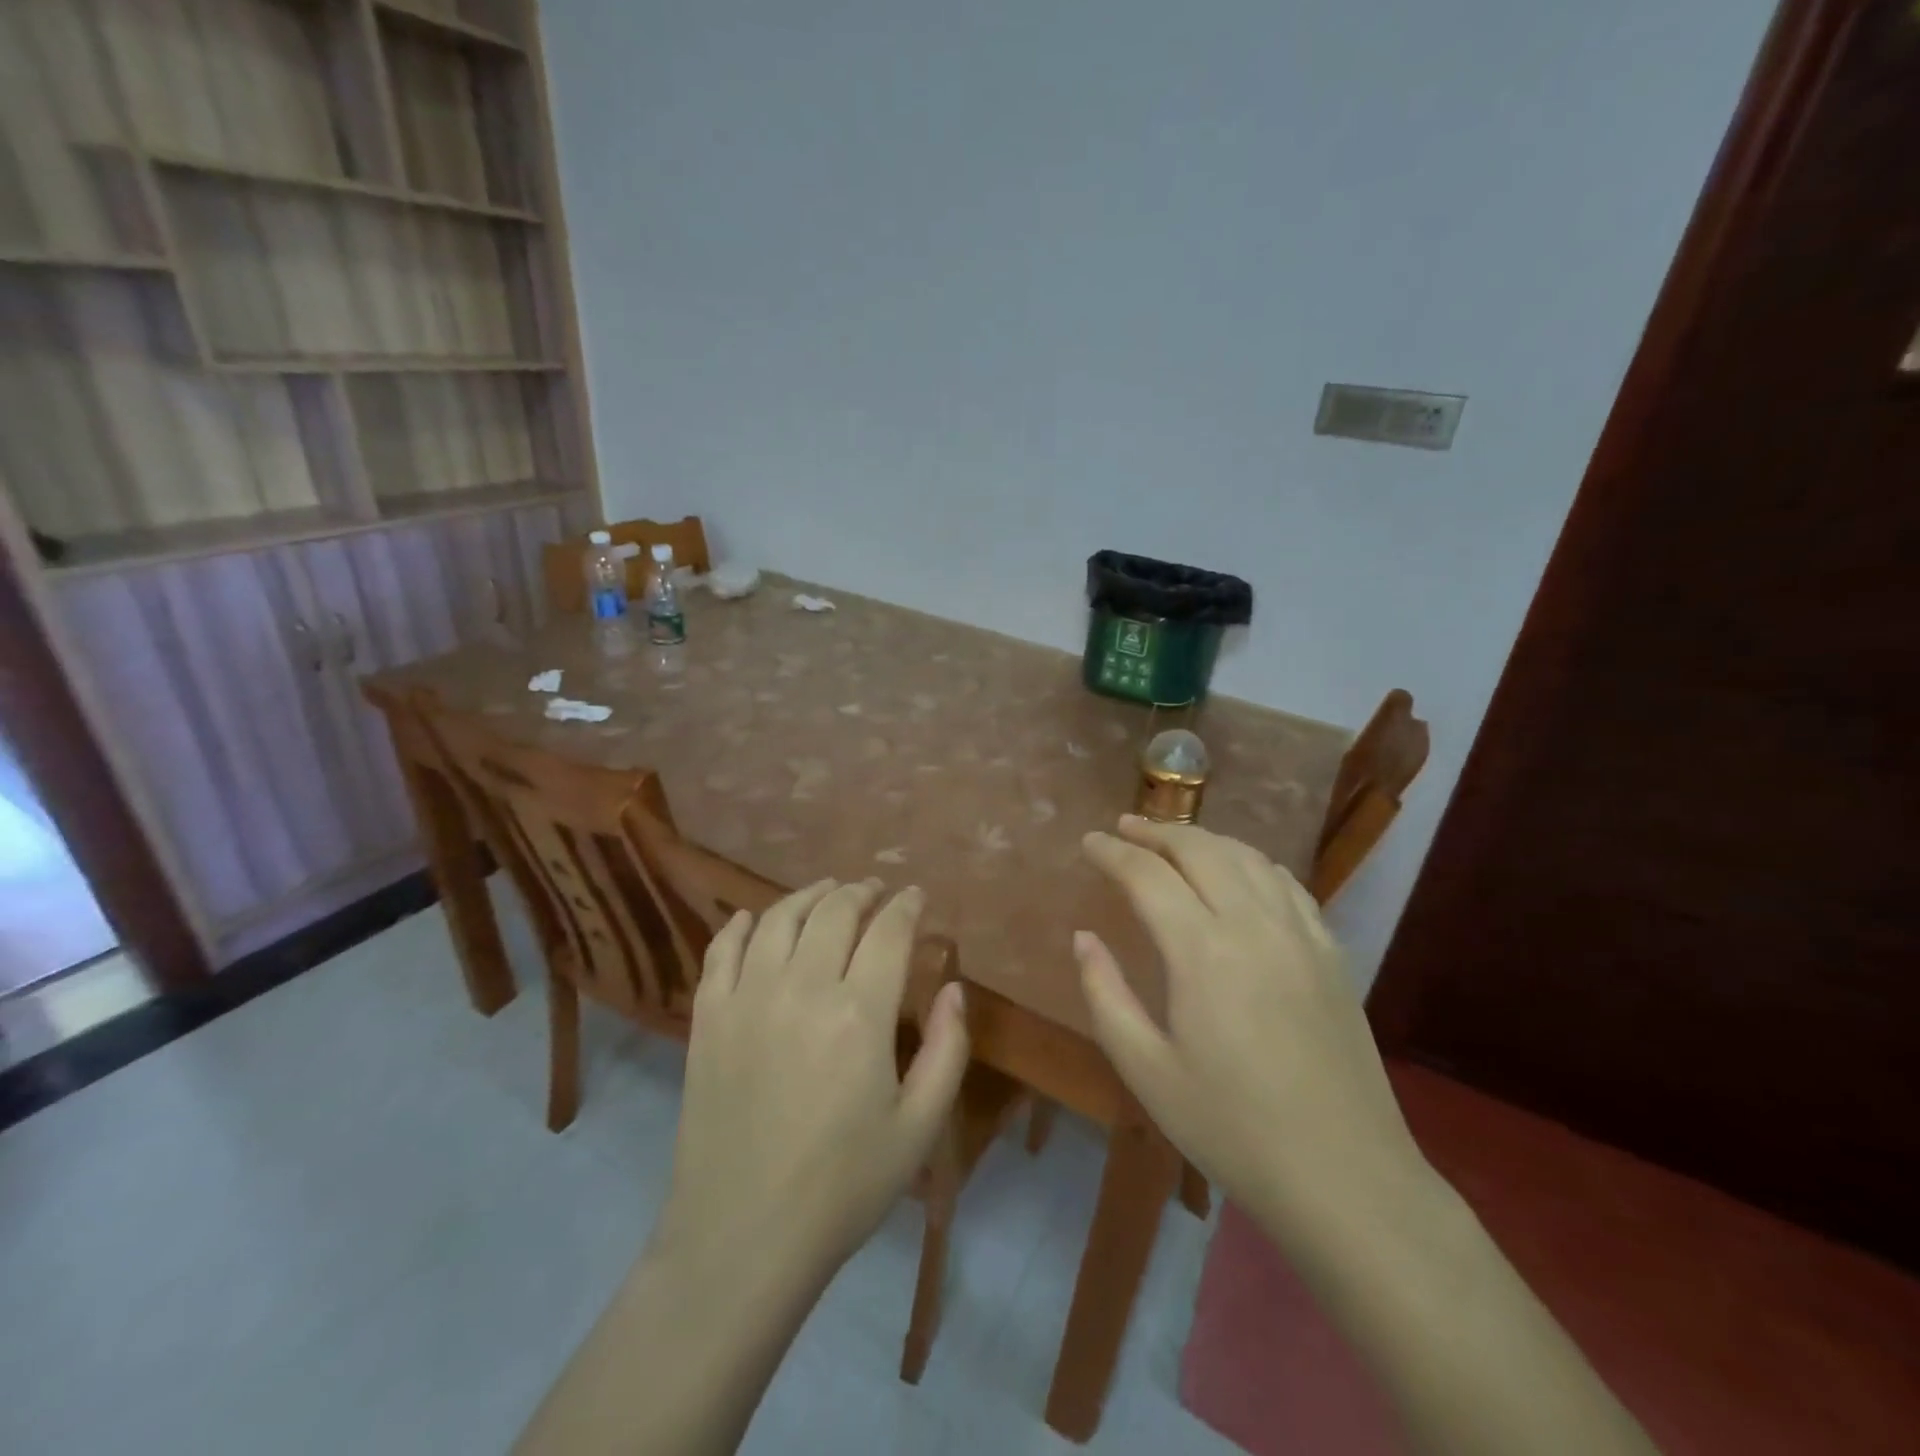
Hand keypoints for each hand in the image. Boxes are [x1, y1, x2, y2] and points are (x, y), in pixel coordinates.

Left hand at [655, 880, 970, 1279]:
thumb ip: (948, 1049)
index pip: (889, 931)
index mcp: (860, 1014)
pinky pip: (721, 950)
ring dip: (808, 896)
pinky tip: (752, 919)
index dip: (906, 905)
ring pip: (778, 918)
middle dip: (861, 891)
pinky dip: (740, 925)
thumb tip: (953, 988)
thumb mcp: (919, 1128)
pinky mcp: (708, 1018)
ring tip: (826, 892)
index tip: (915, 896)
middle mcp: (802, 989)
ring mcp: (747, 998)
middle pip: (834, 911)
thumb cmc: (843, 1187)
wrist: (741, 1238)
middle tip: (875, 890)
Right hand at [1076, 817, 1429, 1246]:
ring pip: (1246, 857)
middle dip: (1156, 831)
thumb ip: (1106, 994)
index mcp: (1201, 951)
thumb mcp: (1147, 1071)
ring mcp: (1300, 934)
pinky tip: (1240, 871)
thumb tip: (1083, 938)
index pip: (1147, 874)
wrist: (1345, 1178)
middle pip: (1199, 849)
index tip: (1087, 843)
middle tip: (1123, 829)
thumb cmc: (1232, 1129)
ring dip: (1203, 838)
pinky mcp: (1330, 952)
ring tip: (1173, 841)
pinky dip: (1252, 861)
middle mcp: (1253, 924)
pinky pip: (1287, 883)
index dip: (1112, 852)